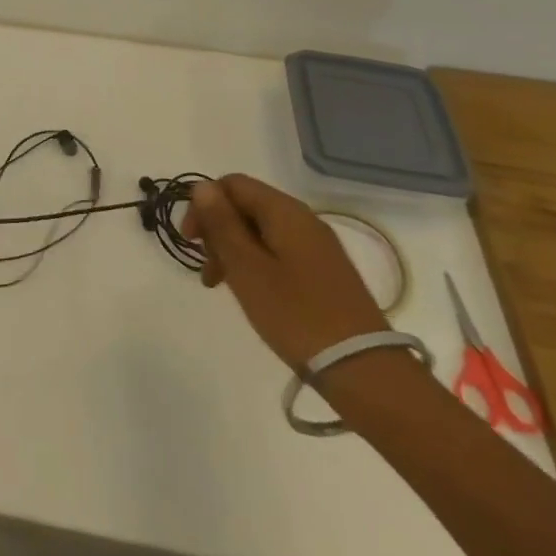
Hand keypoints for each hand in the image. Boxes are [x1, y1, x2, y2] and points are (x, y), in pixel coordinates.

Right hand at [183, 174, 388, 369]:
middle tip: (209, 272)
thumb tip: (202, 186)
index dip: (204, 205)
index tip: (191, 242)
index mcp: (285, 211)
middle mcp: (303, 219)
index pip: (232, 184)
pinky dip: (256, 265)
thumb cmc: (296, 315)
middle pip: (246, 206)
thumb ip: (222, 224)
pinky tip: (252, 294)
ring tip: (222, 287)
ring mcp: (317, 246)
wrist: (364, 370)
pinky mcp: (324, 272)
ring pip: (260, 231)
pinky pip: (278, 252)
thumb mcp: (247, 268)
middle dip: (218, 231)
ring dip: (234, 251)